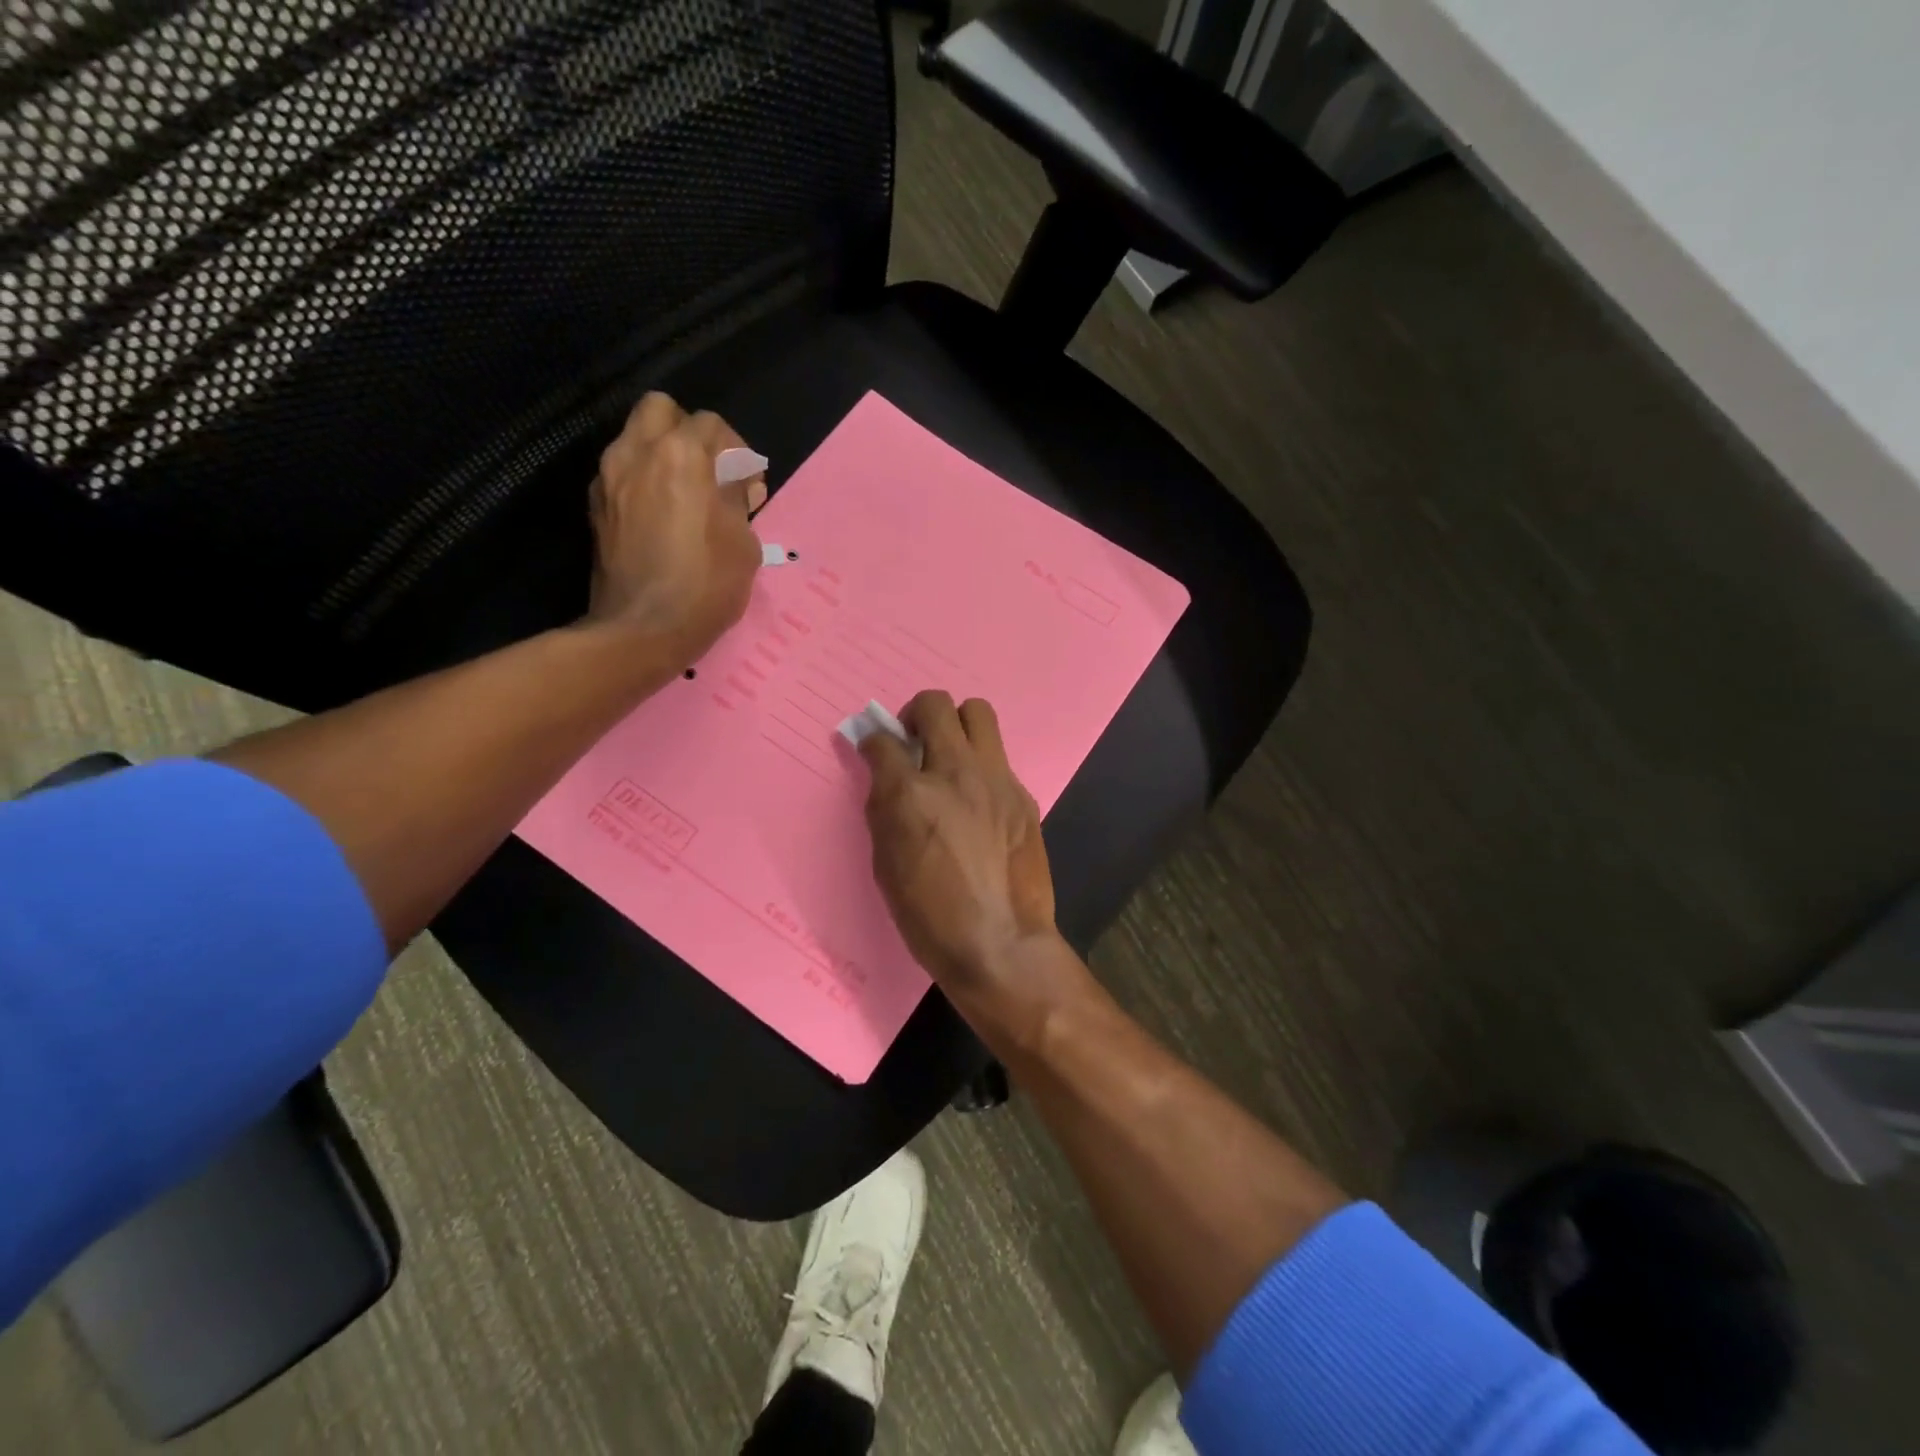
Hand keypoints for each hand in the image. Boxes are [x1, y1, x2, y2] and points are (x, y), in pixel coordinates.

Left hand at [586, 392, 766, 664]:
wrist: (643, 629)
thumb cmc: (706, 585)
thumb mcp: (744, 542)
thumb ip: (737, 499)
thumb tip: (734, 484)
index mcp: (680, 455)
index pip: (711, 424)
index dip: (737, 451)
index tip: (748, 487)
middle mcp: (637, 453)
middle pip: (661, 410)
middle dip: (689, 432)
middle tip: (710, 471)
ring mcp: (609, 478)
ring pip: (635, 438)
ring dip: (663, 455)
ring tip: (686, 496)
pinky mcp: (596, 506)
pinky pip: (622, 472)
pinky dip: (644, 481)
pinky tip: (662, 517)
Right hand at [859, 691, 1072, 1025]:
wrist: (1001, 944)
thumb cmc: (930, 917)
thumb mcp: (886, 866)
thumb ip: (884, 811)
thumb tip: (886, 782)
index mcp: (910, 794)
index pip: (882, 740)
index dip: (872, 741)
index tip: (874, 750)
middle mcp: (955, 773)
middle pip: (935, 705)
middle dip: (916, 714)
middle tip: (914, 741)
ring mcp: (996, 780)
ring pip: (978, 713)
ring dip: (957, 725)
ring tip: (950, 757)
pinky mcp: (1023, 795)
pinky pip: (999, 759)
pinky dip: (982, 767)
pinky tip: (979, 802)